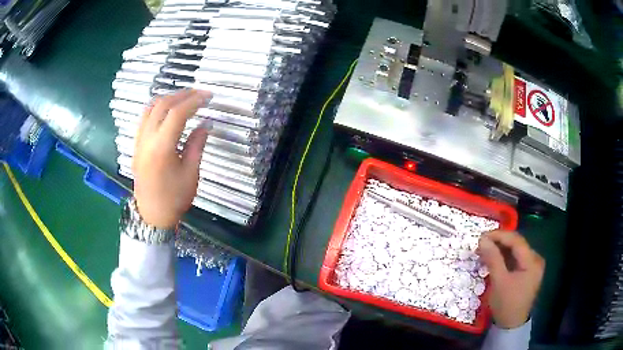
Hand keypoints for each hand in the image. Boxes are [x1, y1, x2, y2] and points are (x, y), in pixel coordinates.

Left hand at [132, 89, 212, 228]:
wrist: (152, 214)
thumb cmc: (174, 198)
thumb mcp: (191, 173)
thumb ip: (197, 144)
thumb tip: (205, 124)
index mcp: (162, 148)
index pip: (178, 113)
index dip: (194, 101)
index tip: (208, 96)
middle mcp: (147, 139)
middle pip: (162, 105)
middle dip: (182, 95)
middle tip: (198, 94)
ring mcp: (138, 141)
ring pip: (150, 108)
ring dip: (168, 98)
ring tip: (184, 98)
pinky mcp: (136, 145)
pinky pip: (144, 118)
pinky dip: (157, 107)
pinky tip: (167, 110)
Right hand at [477, 230, 544, 328]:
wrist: (511, 324)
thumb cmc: (506, 304)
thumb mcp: (498, 282)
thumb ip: (493, 259)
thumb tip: (482, 239)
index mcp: (532, 261)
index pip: (516, 240)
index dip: (499, 235)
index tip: (482, 236)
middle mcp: (536, 259)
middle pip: (517, 244)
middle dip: (499, 242)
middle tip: (481, 244)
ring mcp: (533, 265)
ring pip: (515, 251)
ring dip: (500, 249)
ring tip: (485, 251)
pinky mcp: (528, 271)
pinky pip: (516, 259)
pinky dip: (504, 258)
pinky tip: (494, 259)